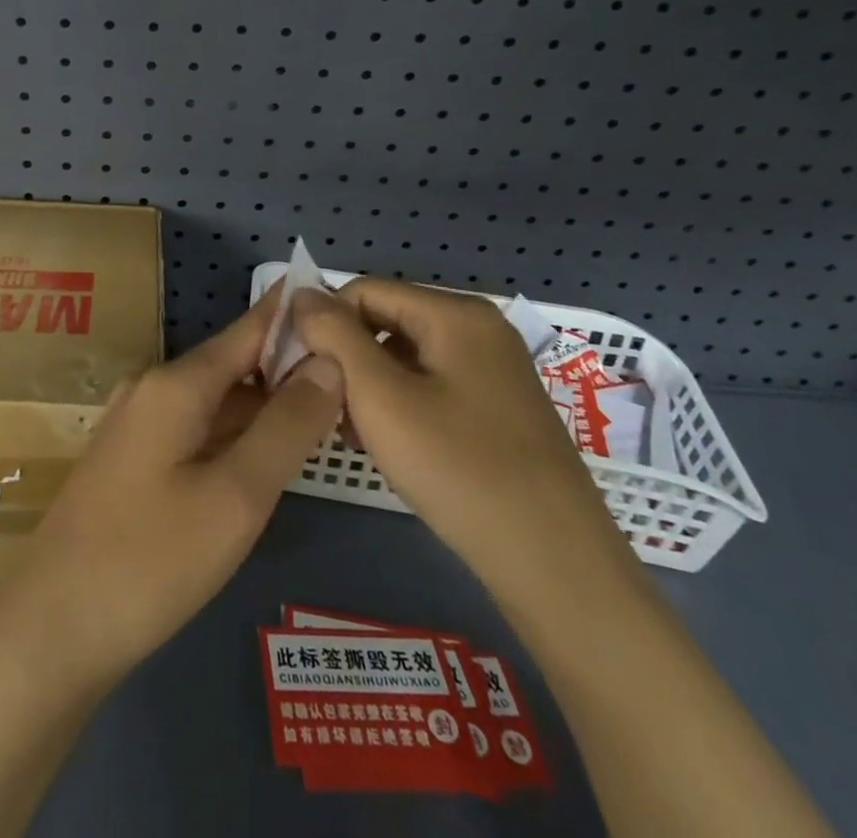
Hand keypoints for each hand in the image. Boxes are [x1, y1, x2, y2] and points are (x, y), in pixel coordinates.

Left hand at [0, 288, 344, 694]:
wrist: (53, 628)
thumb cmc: (151, 560)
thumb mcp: (237, 496)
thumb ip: (286, 427)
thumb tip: (328, 362)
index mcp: (175, 384)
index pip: (247, 330)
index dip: (291, 315)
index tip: (336, 300)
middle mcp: (152, 390)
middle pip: (233, 366)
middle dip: (287, 370)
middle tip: (352, 379)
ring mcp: (136, 426)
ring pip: (215, 402)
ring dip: (263, 406)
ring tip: (323, 413)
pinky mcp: (130, 462)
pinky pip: (195, 431)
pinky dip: (235, 435)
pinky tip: (265, 457)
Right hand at [292, 279, 634, 602]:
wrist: (555, 564)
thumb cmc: (459, 469)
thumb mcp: (380, 396)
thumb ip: (334, 336)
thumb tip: (301, 293)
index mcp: (456, 314)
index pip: (364, 291)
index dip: (325, 323)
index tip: (303, 372)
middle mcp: (479, 329)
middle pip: (387, 321)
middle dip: (348, 359)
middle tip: (329, 410)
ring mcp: (495, 370)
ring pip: (407, 357)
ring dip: (370, 387)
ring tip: (355, 435)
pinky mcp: (500, 407)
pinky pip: (433, 386)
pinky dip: (401, 406)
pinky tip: (390, 447)